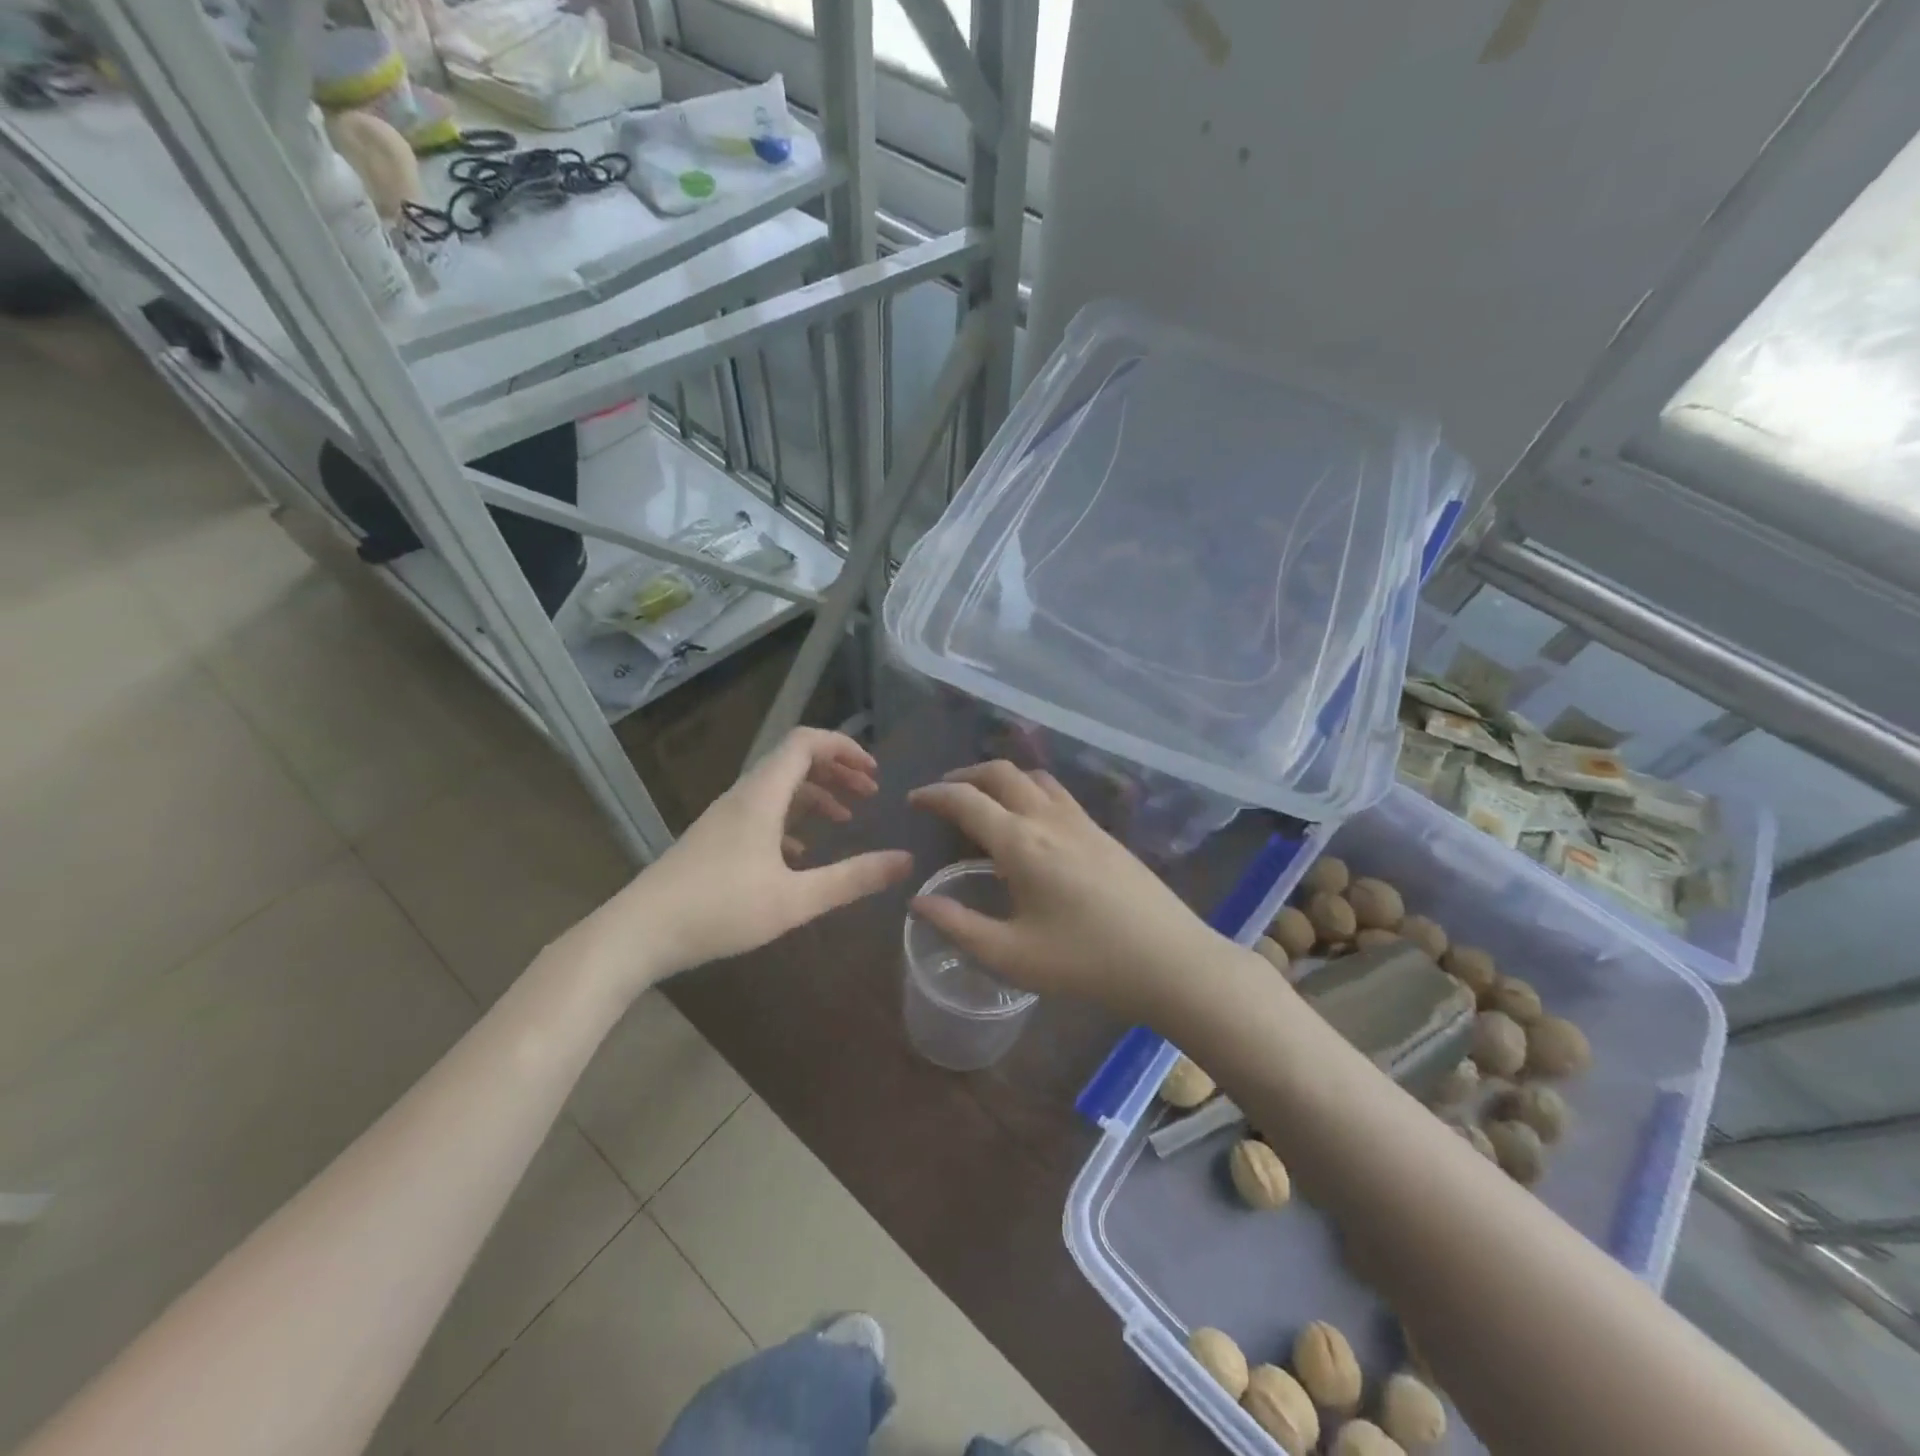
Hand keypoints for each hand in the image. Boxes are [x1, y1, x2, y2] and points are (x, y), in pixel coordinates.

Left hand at [604, 728, 913, 987]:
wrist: (638, 933)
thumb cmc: (720, 910)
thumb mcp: (796, 899)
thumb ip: (853, 879)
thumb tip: (906, 861)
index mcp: (762, 796)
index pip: (806, 742)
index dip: (844, 747)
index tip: (874, 773)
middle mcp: (743, 796)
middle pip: (794, 761)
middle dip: (836, 770)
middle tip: (869, 793)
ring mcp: (725, 817)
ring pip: (778, 788)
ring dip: (815, 795)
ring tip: (845, 820)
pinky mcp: (714, 839)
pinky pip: (761, 812)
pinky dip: (791, 819)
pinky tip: (802, 853)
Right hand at [907, 761, 1221, 1019]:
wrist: (1170, 960)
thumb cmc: (1085, 962)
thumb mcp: (1011, 955)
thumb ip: (958, 926)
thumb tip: (918, 901)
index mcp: (1019, 842)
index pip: (966, 800)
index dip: (934, 794)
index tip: (913, 800)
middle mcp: (1048, 818)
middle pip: (1000, 772)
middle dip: (965, 775)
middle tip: (945, 795)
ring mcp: (1081, 820)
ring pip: (1033, 776)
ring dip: (1001, 778)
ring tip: (985, 801)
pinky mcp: (1104, 832)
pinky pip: (1057, 793)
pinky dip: (1029, 790)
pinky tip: (1031, 823)